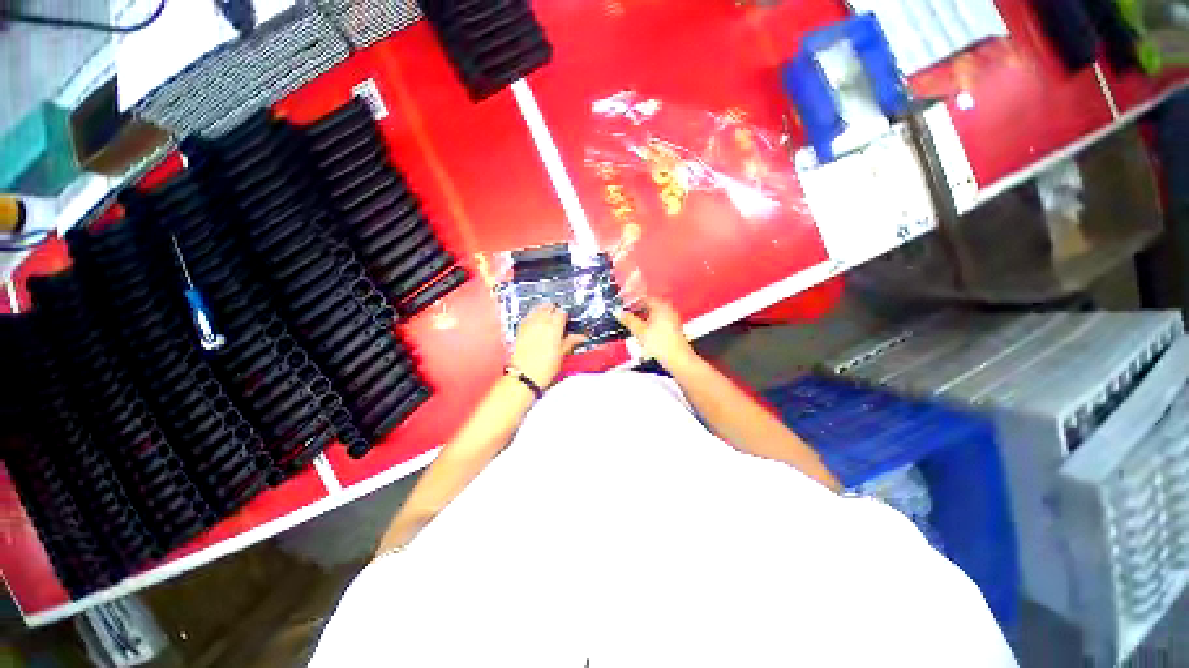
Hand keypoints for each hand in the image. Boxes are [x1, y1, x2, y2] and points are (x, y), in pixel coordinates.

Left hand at [509, 304, 586, 387]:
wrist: (525, 374)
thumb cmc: (545, 367)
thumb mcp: (562, 353)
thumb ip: (571, 341)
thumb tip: (581, 337)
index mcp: (554, 326)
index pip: (562, 313)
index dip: (566, 317)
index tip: (567, 322)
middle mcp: (541, 321)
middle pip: (549, 306)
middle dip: (555, 310)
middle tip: (558, 319)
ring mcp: (529, 323)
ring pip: (538, 308)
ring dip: (544, 310)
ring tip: (547, 318)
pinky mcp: (520, 328)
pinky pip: (528, 315)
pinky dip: (533, 316)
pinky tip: (536, 323)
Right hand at [614, 299, 697, 371]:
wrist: (677, 359)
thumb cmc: (662, 344)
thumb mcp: (640, 331)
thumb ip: (628, 320)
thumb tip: (618, 312)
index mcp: (661, 306)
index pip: (643, 297)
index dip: (631, 300)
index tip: (622, 303)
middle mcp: (668, 309)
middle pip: (648, 304)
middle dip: (635, 309)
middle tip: (624, 313)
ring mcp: (671, 318)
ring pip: (652, 313)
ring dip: (641, 316)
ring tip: (630, 322)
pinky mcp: (672, 328)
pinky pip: (657, 320)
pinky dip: (648, 322)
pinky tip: (641, 330)